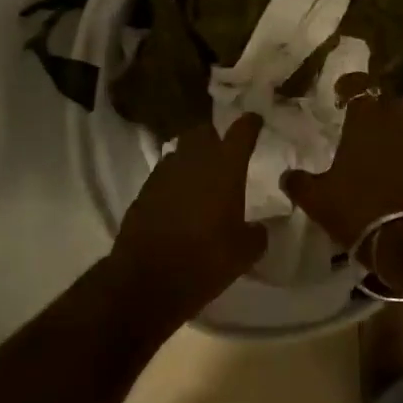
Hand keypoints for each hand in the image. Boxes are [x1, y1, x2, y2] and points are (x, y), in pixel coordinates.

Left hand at [109, 115, 266, 328]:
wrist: (147, 280)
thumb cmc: (205, 260)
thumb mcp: (244, 253)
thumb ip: (257, 234)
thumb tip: (258, 228)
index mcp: (225, 167)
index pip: (242, 130)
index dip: (251, 123)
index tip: (256, 121)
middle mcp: (194, 159)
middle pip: (203, 131)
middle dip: (214, 136)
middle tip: (224, 154)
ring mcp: (165, 172)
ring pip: (181, 150)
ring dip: (191, 158)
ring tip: (201, 178)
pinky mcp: (144, 190)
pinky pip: (164, 173)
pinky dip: (174, 180)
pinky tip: (179, 200)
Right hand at [282, 83, 402, 249]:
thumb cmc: (356, 207)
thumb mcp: (316, 198)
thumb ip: (299, 183)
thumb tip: (286, 176)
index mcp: (365, 124)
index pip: (361, 87)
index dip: (350, 84)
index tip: (338, 91)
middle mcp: (391, 128)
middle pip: (388, 99)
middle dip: (374, 100)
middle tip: (355, 111)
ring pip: (399, 124)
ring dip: (384, 126)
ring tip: (364, 142)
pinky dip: (393, 151)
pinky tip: (378, 168)